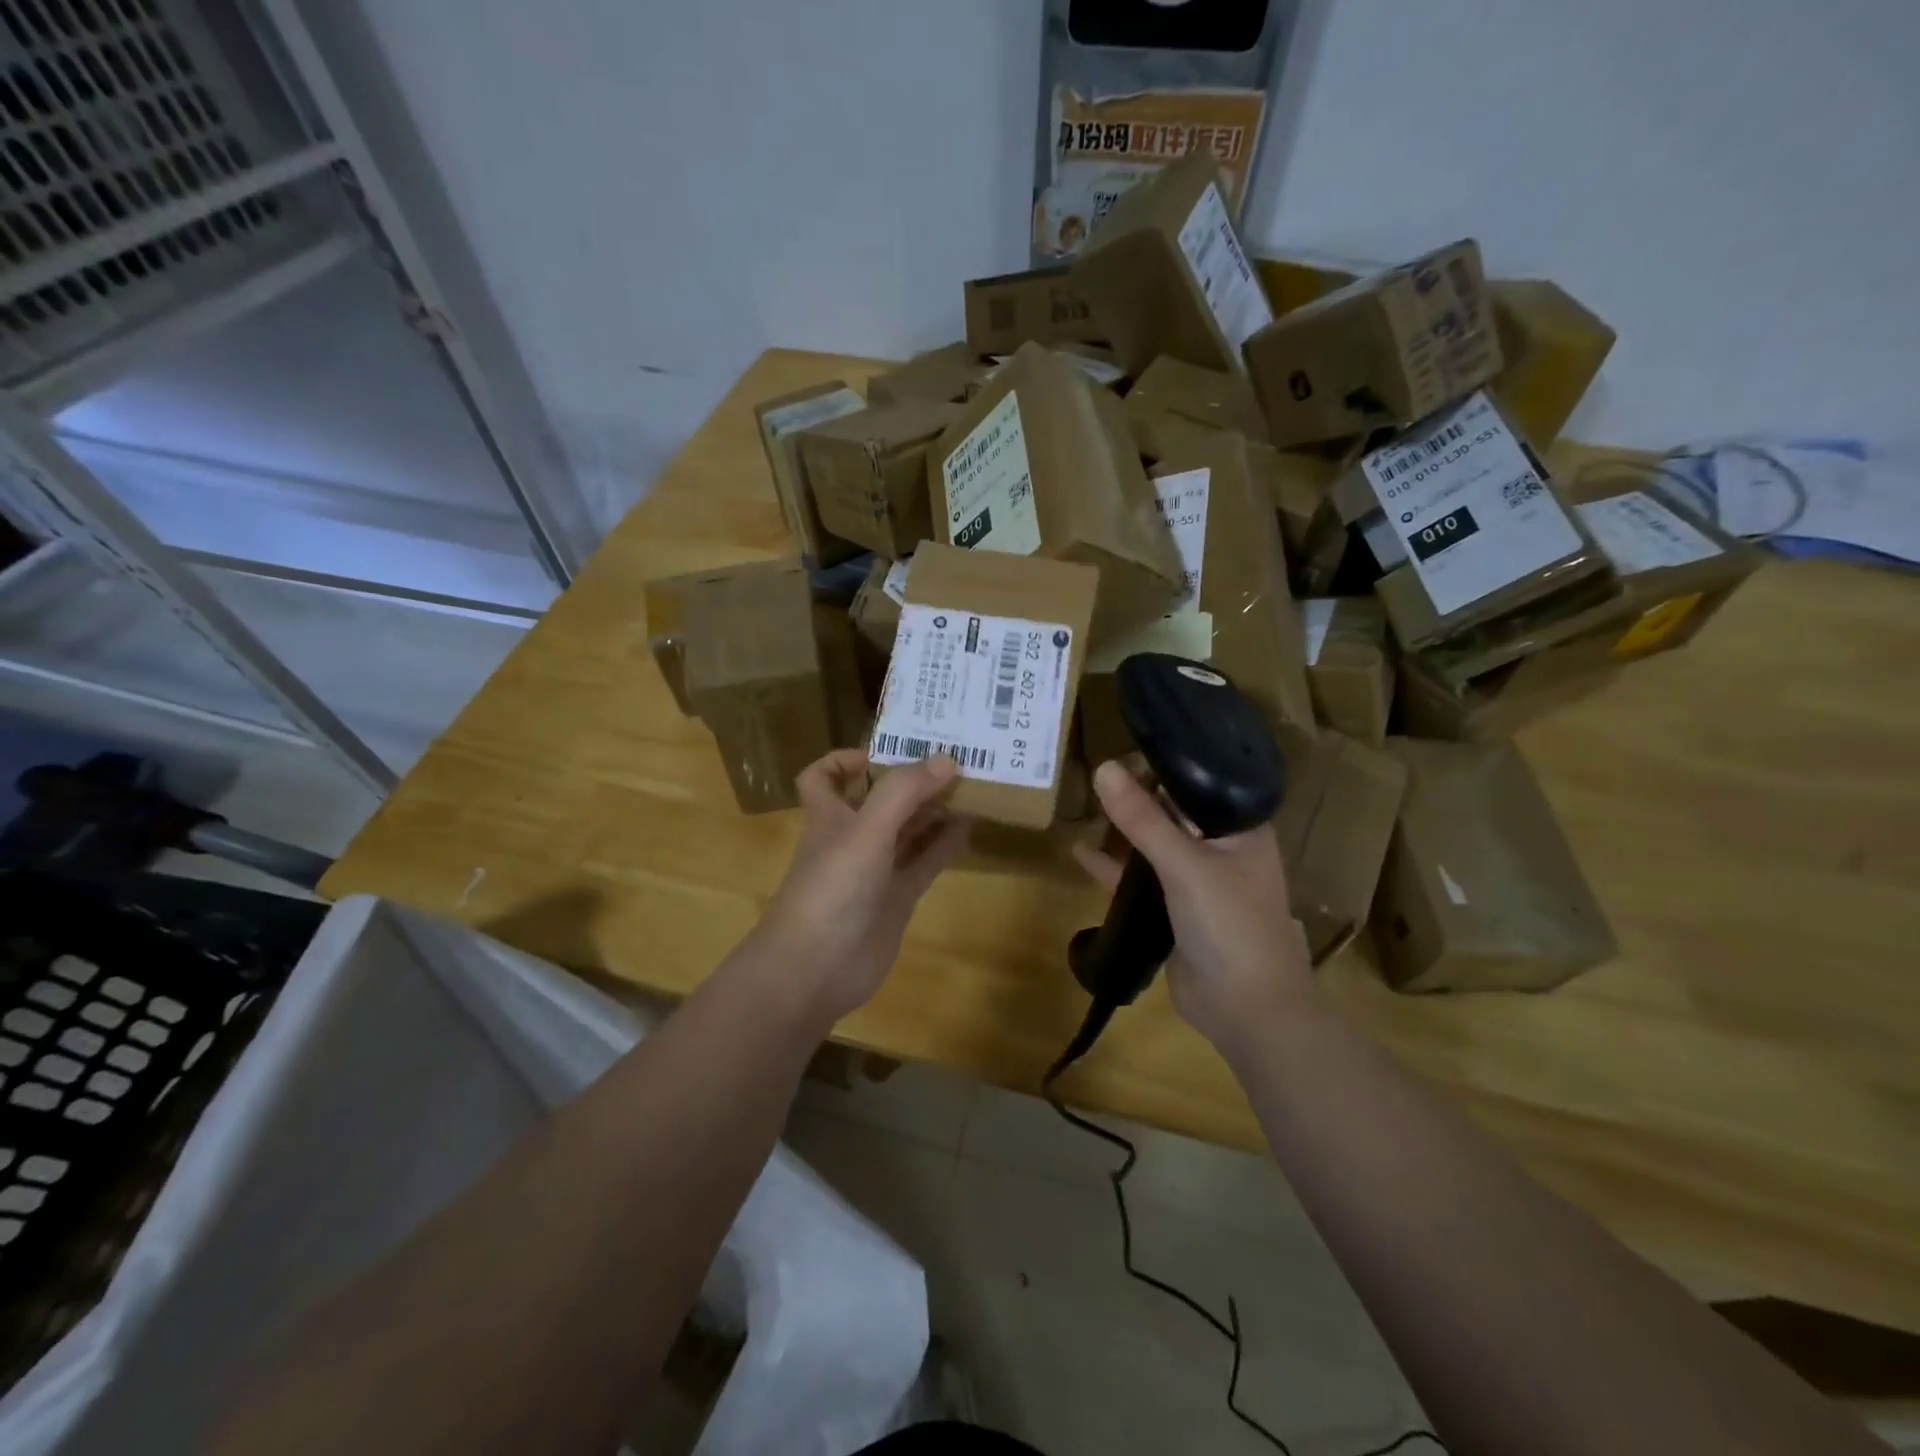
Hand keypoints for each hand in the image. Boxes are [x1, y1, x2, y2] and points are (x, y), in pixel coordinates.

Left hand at [749, 749, 969, 1027]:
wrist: (815, 969)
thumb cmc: (831, 888)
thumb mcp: (865, 830)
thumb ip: (903, 792)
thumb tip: (946, 759)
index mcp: (830, 815)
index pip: (824, 776)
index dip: (847, 759)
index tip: (887, 752)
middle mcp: (852, 837)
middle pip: (879, 799)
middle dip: (910, 779)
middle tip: (954, 759)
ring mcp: (875, 870)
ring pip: (907, 830)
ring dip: (934, 810)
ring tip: (972, 787)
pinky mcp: (896, 899)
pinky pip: (924, 863)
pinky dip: (945, 845)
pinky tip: (971, 828)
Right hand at [1073, 759, 1314, 1053]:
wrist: (1247, 1009)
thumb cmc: (1230, 924)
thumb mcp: (1184, 864)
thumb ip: (1142, 819)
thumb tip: (1103, 767)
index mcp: (1240, 830)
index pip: (1199, 784)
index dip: (1163, 766)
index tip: (1122, 747)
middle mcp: (1222, 850)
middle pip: (1173, 812)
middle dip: (1137, 796)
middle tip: (1095, 774)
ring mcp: (1198, 883)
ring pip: (1155, 846)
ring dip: (1125, 831)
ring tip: (1086, 805)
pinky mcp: (1176, 912)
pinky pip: (1141, 881)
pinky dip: (1114, 869)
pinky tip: (1080, 854)